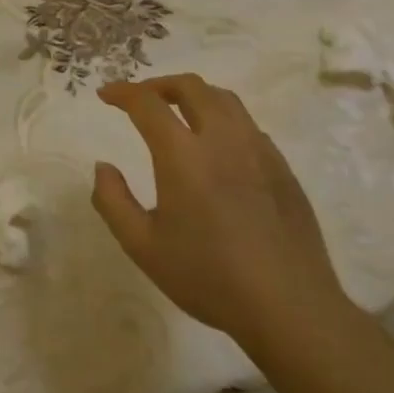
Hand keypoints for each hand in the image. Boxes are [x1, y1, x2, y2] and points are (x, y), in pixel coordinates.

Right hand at [90, 74, 346, 349]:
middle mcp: (223, 140)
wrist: (289, 308)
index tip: (105, 95)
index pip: (147, 103)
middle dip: (159, 84)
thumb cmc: (208, 277)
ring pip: (225, 99)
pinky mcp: (283, 168)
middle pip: (191, 87)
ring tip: (177, 112)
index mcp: (183, 155)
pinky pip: (248, 125)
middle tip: (140, 99)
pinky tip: (216, 147)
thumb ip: (112, 201)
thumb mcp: (142, 246)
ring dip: (194, 95)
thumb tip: (103, 167)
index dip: (122, 92)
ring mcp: (259, 151)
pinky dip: (222, 119)